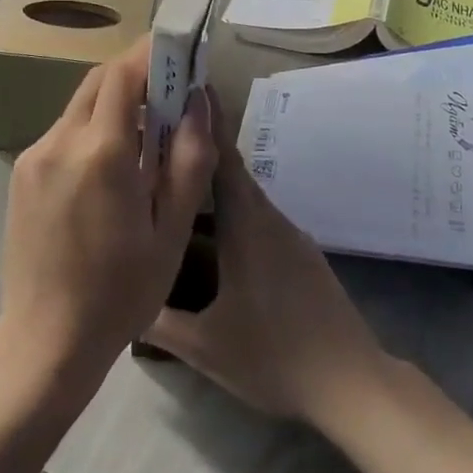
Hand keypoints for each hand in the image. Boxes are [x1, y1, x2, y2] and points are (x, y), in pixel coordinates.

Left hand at [0, 35, 216, 398]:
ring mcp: (34, 157)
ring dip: (113, 103)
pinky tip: (111, 167)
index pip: (123, 74)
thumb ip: (188, 160)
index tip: (179, 50)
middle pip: (98, 81)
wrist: (45, 342)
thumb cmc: (120, 292)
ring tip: (145, 135)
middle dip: (134, 74)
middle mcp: (60, 142)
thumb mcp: (171, 231)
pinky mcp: (22, 175)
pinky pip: (63, 133)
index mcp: (100, 152)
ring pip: (78, 106)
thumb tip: (198, 102)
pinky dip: (91, 129)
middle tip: (169, 92)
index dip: (151, 54)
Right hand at [144, 109, 389, 425]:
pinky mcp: (300, 256)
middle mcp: (270, 220)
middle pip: (231, 173)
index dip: (204, 123)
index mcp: (247, 227)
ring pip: (245, 198)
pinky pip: (259, 219)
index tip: (185, 90)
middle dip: (200, 150)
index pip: (222, 160)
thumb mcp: (205, 346)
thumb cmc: (274, 355)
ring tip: (176, 181)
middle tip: (162, 136)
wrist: (351, 382)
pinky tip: (213, 232)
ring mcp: (290, 237)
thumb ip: (159, 321)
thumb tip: (121, 298)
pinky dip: (233, 211)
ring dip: (214, 184)